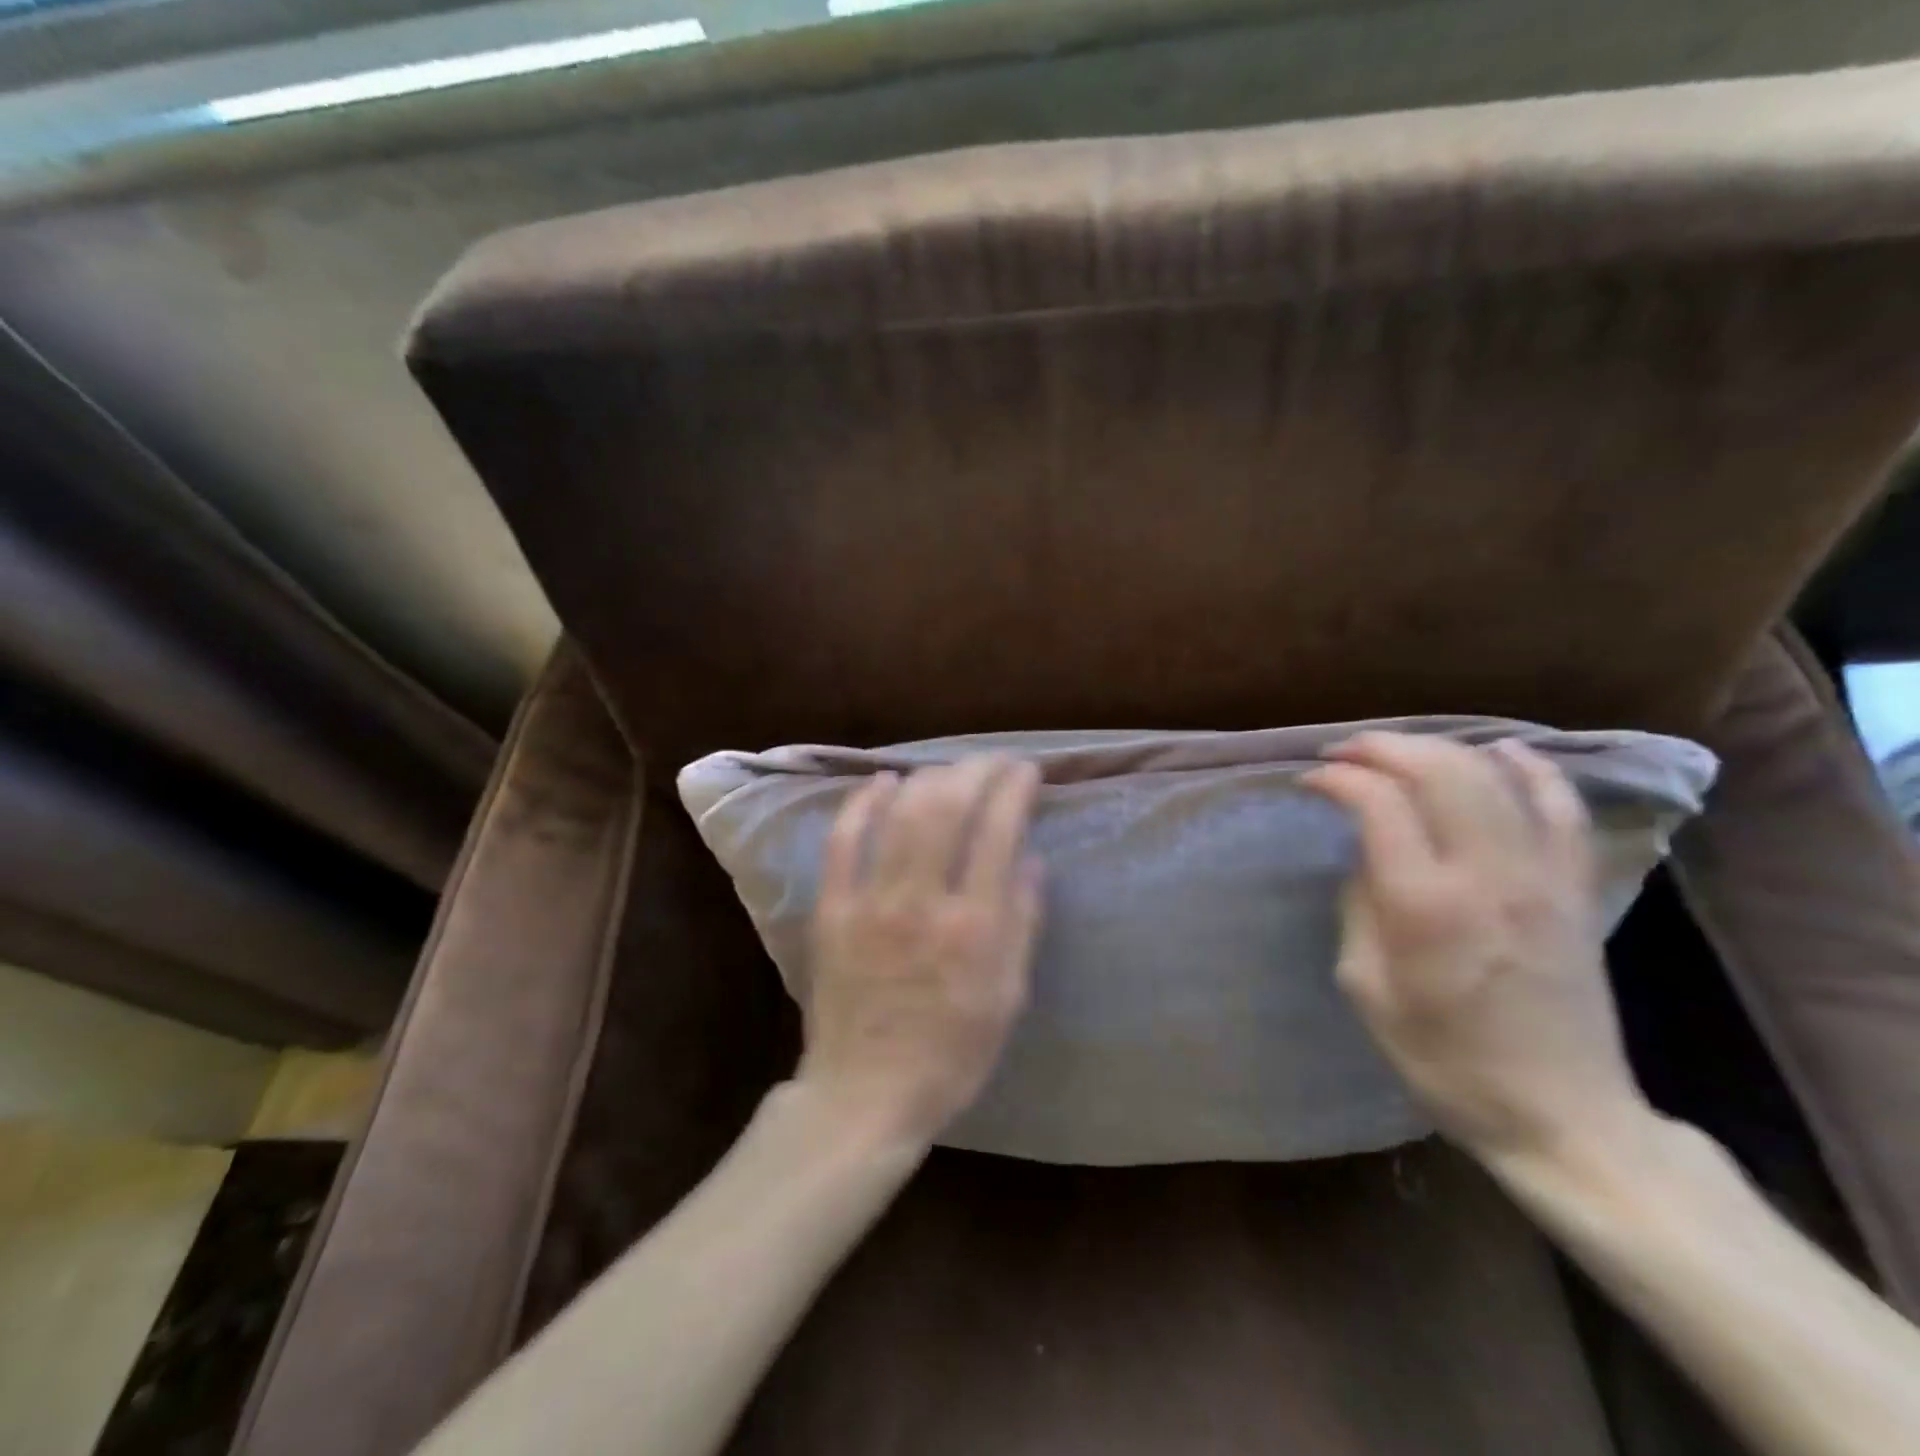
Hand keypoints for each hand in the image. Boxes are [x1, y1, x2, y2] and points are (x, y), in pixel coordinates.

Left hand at [797, 755, 1043, 1146]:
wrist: (865, 1093)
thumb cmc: (951, 1054)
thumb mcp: (1008, 998)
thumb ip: (1022, 923)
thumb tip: (1032, 858)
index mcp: (974, 927)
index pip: (998, 832)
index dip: (1014, 789)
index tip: (1026, 770)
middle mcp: (922, 902)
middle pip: (947, 809)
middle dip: (975, 771)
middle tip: (992, 761)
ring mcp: (870, 902)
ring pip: (900, 815)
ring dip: (929, 778)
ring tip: (949, 768)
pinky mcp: (832, 909)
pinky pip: (843, 841)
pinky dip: (863, 803)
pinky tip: (883, 781)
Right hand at [1303, 733, 1653, 1168]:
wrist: (1560, 1113)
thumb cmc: (1442, 1058)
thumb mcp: (1365, 986)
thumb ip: (1360, 906)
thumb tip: (1366, 854)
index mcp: (1424, 904)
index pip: (1377, 803)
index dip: (1336, 778)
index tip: (1309, 781)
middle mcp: (1487, 874)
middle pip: (1437, 770)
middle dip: (1381, 747)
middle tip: (1343, 752)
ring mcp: (1541, 876)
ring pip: (1493, 775)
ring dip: (1437, 748)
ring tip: (1398, 750)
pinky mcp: (1575, 887)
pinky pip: (1560, 807)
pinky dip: (1530, 768)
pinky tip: (1501, 751)